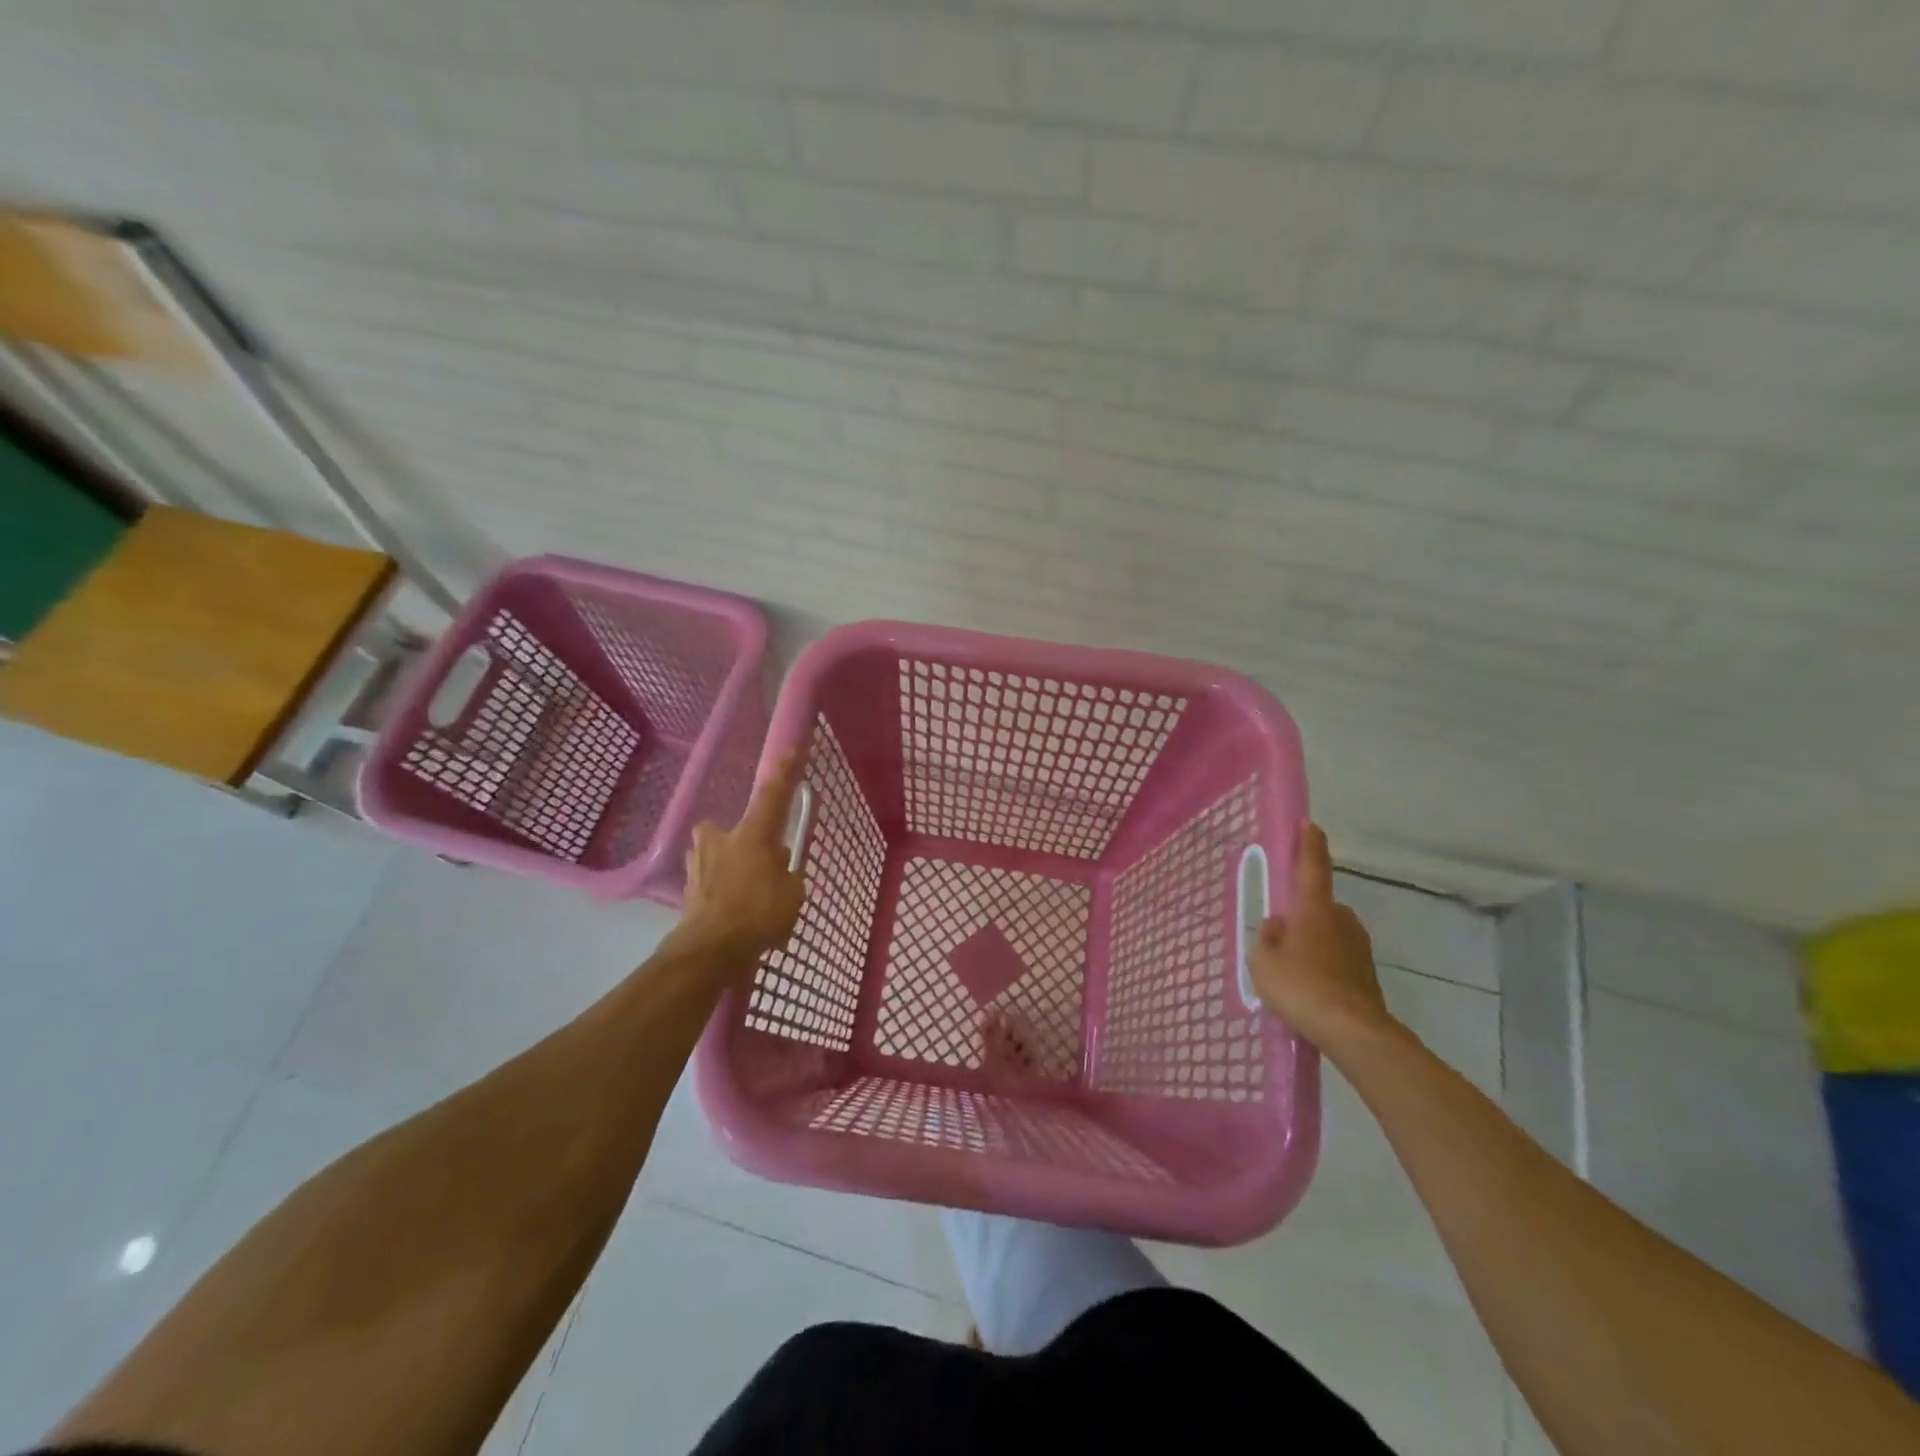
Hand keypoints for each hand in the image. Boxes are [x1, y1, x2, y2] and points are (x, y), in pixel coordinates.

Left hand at [676, 752, 806, 968]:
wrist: (710, 950)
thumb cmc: (759, 914)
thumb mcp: (792, 894)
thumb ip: (788, 875)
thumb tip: (778, 867)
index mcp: (752, 834)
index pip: (772, 794)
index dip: (785, 772)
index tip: (793, 749)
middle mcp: (721, 839)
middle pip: (733, 830)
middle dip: (744, 843)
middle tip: (760, 865)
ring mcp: (699, 863)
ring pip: (717, 856)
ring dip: (730, 868)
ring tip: (746, 897)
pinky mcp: (687, 888)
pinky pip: (710, 881)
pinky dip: (721, 892)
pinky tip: (733, 915)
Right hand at [1248, 823, 1395, 1050]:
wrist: (1352, 1032)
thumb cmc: (1300, 987)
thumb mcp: (1263, 961)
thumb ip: (1266, 938)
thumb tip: (1277, 925)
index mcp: (1314, 910)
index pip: (1312, 868)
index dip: (1310, 845)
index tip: (1309, 824)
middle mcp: (1341, 921)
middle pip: (1321, 906)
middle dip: (1305, 913)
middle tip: (1283, 934)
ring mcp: (1359, 948)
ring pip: (1332, 933)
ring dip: (1316, 941)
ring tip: (1294, 967)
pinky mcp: (1367, 974)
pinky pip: (1340, 958)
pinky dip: (1326, 965)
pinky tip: (1311, 987)